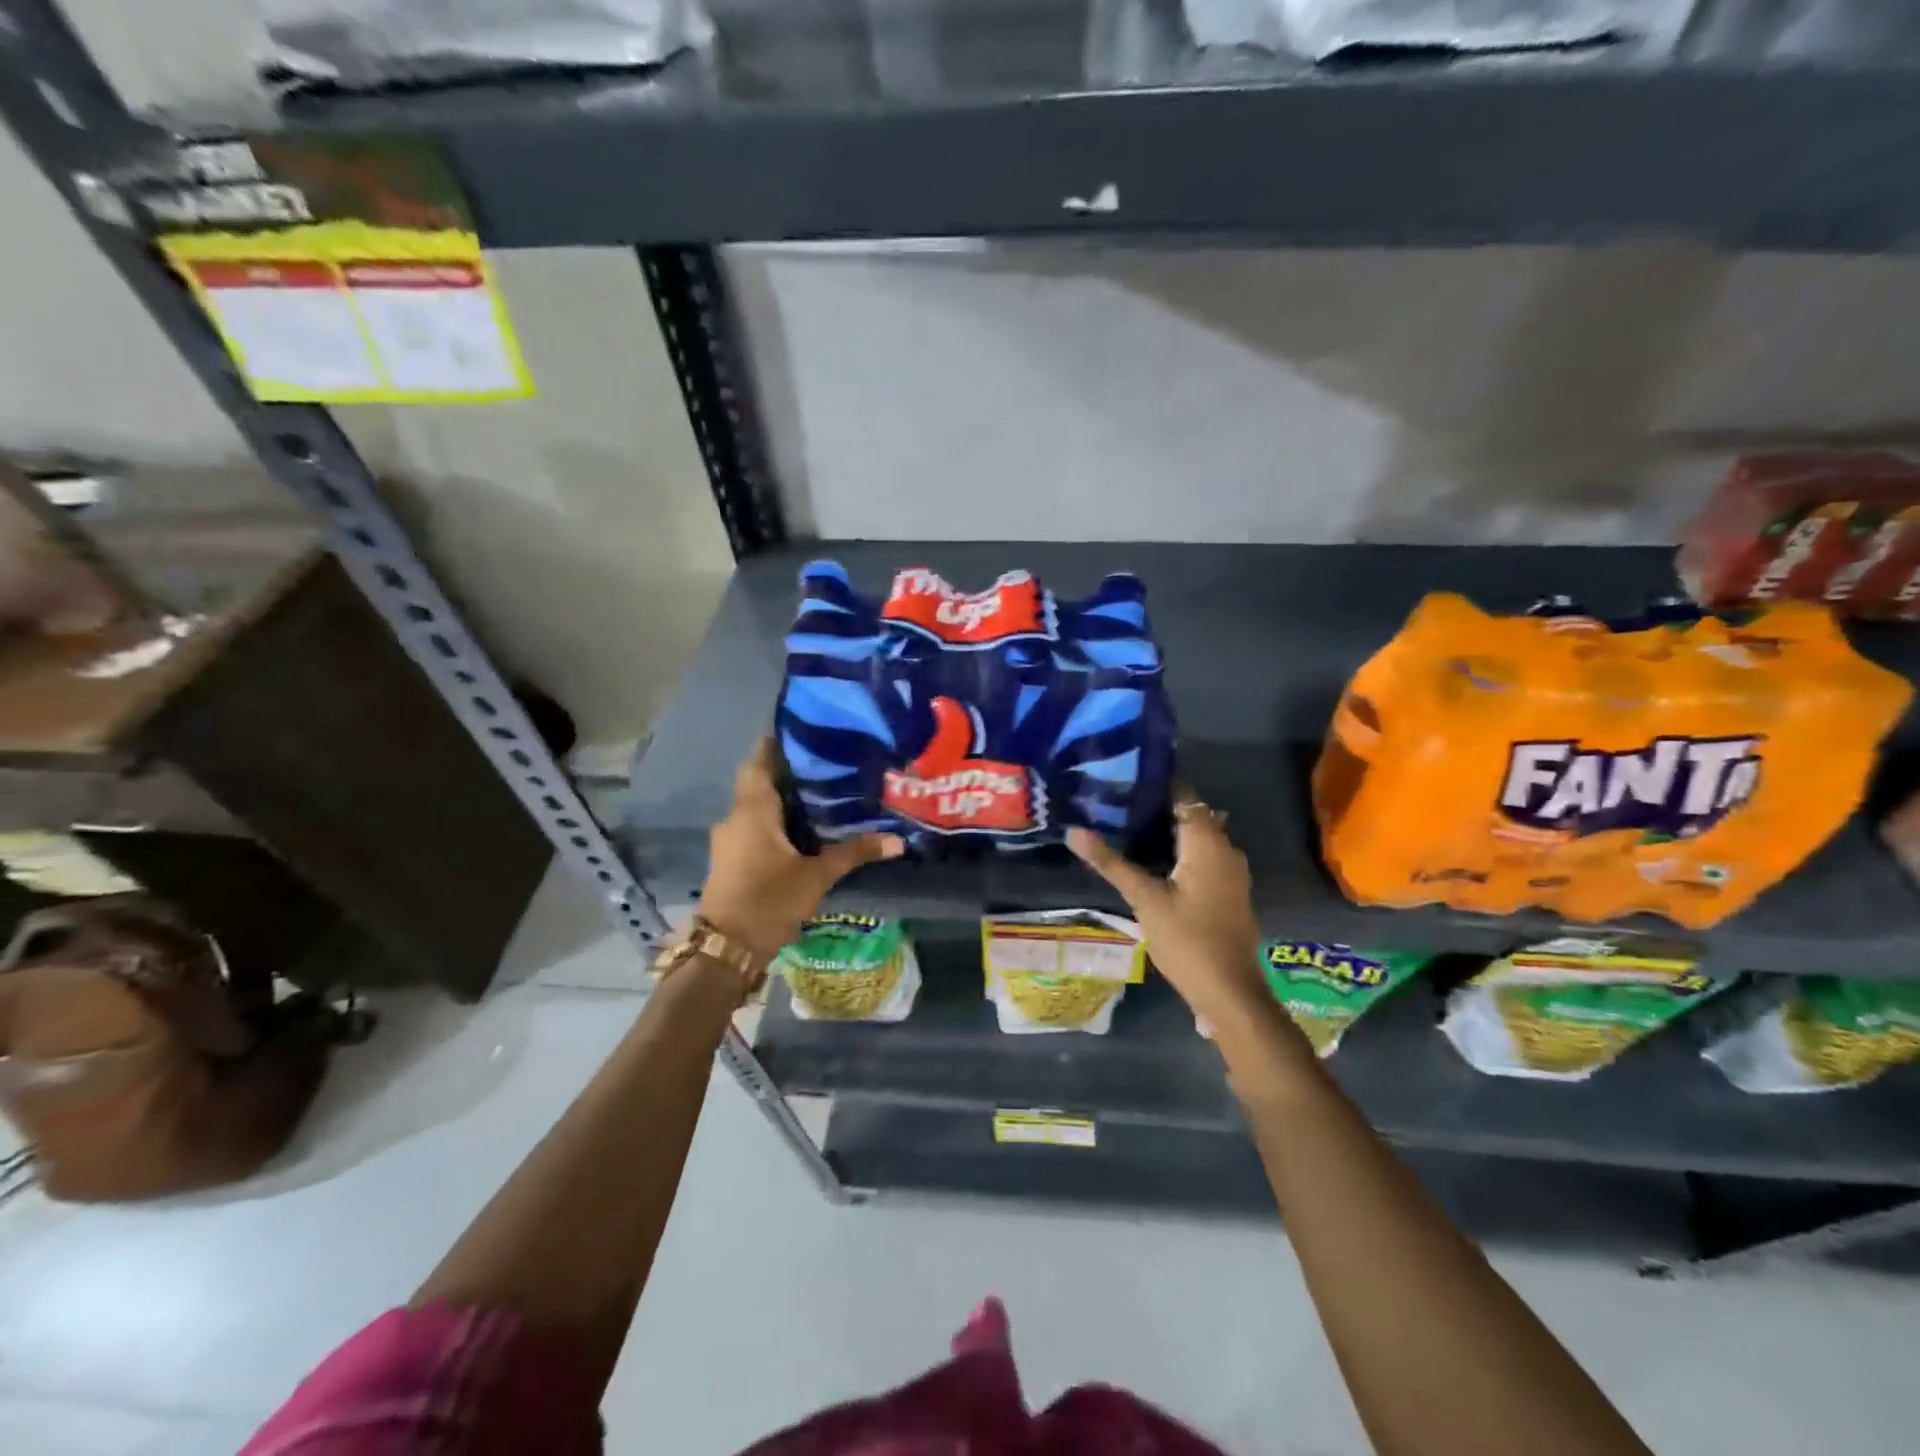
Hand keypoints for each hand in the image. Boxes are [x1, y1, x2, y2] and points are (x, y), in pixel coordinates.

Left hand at [696, 739, 904, 964]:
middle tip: (827, 765)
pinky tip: (802, 830)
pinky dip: (774, 822)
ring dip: (782, 800)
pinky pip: (753, 828)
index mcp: (752, 809)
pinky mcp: (731, 860)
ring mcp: (729, 840)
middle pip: (759, 782)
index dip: (778, 744)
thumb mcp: (816, 876)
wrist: (726, 949)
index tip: (807, 734)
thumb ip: (854, 853)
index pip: (759, 760)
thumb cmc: (769, 901)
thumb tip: (898, 840)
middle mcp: (735, 817)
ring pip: (756, 807)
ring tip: (821, 794)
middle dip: (788, 773)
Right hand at [1067, 795, 1266, 1027]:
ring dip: (1169, 831)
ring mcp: (1231, 872)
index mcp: (1207, 843)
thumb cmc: (1187, 940)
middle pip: (1191, 815)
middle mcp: (1225, 849)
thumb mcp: (1144, 899)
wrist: (1229, 992)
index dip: (1156, 784)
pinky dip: (1181, 852)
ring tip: (1128, 827)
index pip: (1184, 796)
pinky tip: (1154, 861)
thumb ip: (1111, 863)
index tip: (1123, 778)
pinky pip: (1204, 857)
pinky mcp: (1229, 891)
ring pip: (1199, 838)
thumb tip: (1074, 831)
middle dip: (1158, 807)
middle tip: (1117, 802)